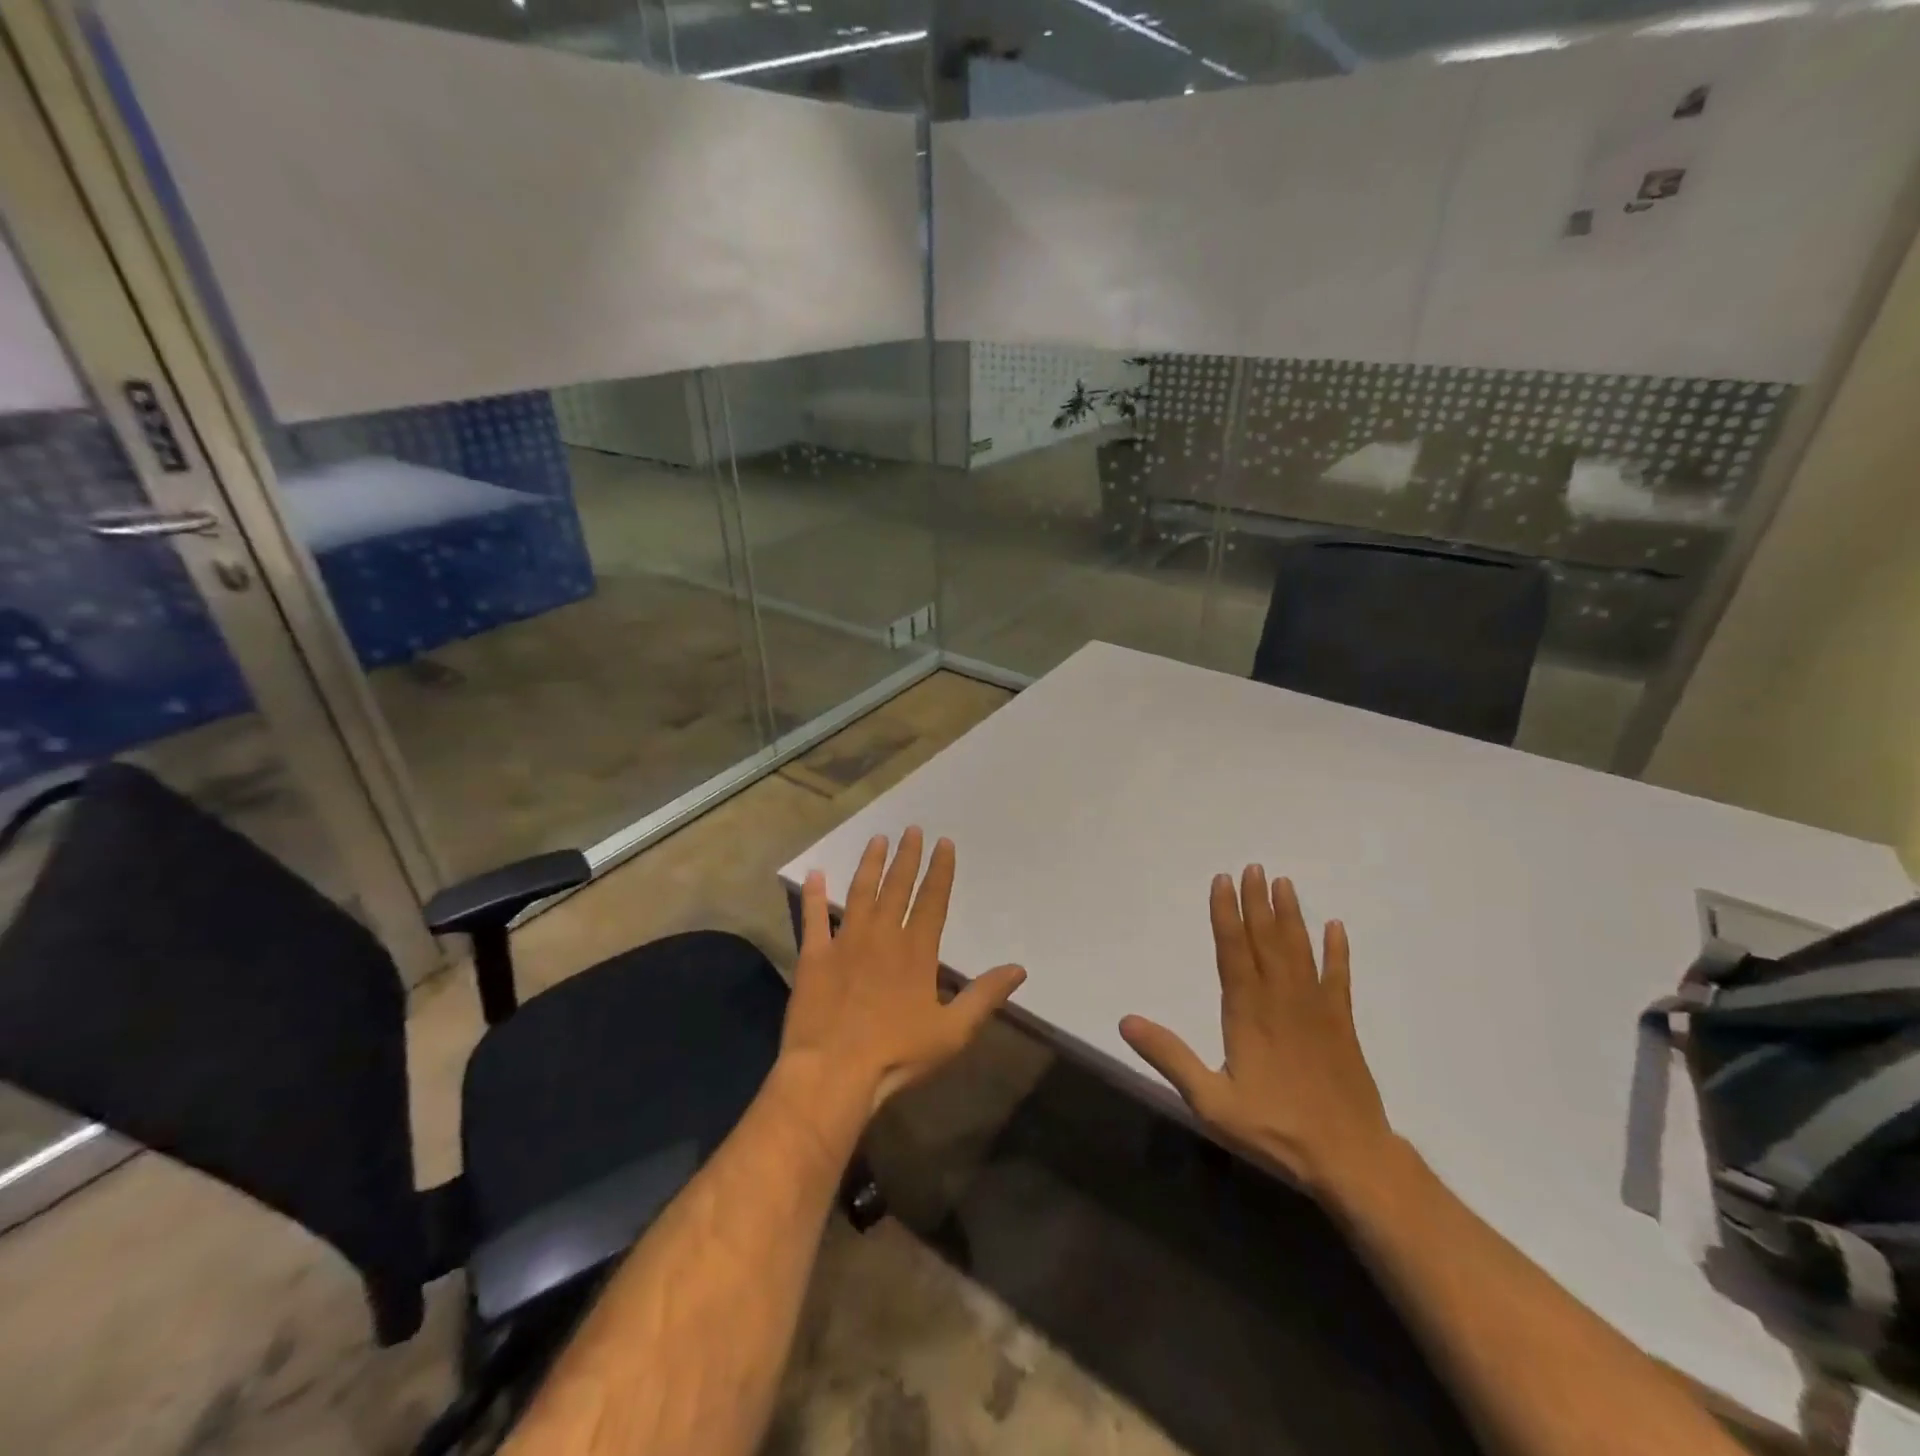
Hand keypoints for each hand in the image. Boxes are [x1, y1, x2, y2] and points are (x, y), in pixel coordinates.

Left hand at [782, 828, 1027, 1117]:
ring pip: (860, 893)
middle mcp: (882, 936)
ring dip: (870, 864)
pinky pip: (813, 918)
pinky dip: (813, 895)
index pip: (933, 900)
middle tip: (911, 829)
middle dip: (907, 857)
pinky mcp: (814, 956)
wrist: (833, 1072)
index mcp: (916, 950)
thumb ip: (984, 996)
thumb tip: (1018, 969)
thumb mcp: (952, 1031)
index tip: (944, 843)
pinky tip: (815, 873)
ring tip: (877, 840)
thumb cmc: (897, 1054)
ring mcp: (845, 942)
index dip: (940, 870)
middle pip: (897, 887)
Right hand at [1119, 866, 1394, 1196]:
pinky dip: (1337, 952)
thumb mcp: (1211, 1101)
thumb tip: (1127, 1021)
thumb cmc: (1275, 1130)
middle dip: (1257, 902)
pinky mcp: (1342, 1024)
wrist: (1351, 1159)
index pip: (1232, 951)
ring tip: (1284, 883)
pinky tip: (1336, 928)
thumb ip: (1171, 1057)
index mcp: (1247, 1012)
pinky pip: (1339, 978)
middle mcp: (1281, 999)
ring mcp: (1316, 1009)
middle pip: (1266, 940)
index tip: (1222, 881)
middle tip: (1253, 867)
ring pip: (1299, 950)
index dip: (1226, 914)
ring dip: (1290, 916)